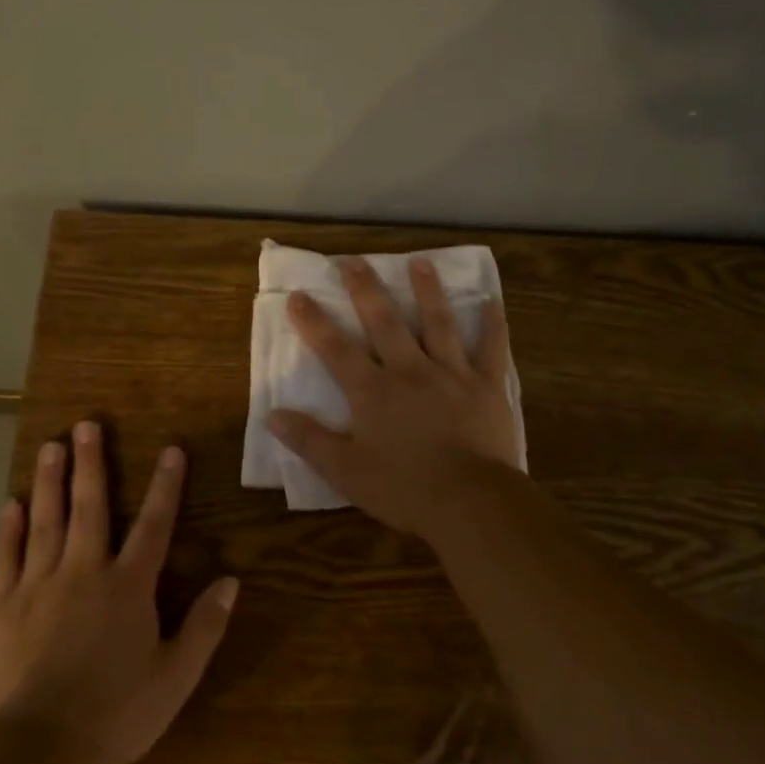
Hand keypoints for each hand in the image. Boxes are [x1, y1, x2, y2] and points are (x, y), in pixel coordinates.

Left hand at [0, 422, 238, 763]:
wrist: (38, 750)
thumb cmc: (116, 714)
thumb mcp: (176, 677)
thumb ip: (205, 626)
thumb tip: (231, 581)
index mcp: (129, 587)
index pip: (155, 524)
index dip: (166, 486)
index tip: (171, 449)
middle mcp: (84, 572)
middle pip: (91, 507)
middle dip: (91, 463)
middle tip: (86, 425)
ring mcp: (39, 586)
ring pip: (46, 521)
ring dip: (51, 481)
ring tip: (51, 446)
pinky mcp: (3, 607)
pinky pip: (7, 557)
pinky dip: (9, 529)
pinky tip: (11, 504)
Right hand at [266, 256, 521, 534]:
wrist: (470, 502)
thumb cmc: (404, 489)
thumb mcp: (345, 472)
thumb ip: (309, 441)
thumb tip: (272, 415)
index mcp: (373, 392)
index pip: (336, 350)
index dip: (314, 322)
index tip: (299, 295)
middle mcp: (410, 372)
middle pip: (385, 323)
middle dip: (366, 290)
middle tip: (354, 260)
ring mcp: (452, 375)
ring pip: (438, 324)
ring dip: (428, 291)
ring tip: (420, 262)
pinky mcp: (487, 387)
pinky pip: (491, 350)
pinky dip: (493, 325)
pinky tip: (492, 301)